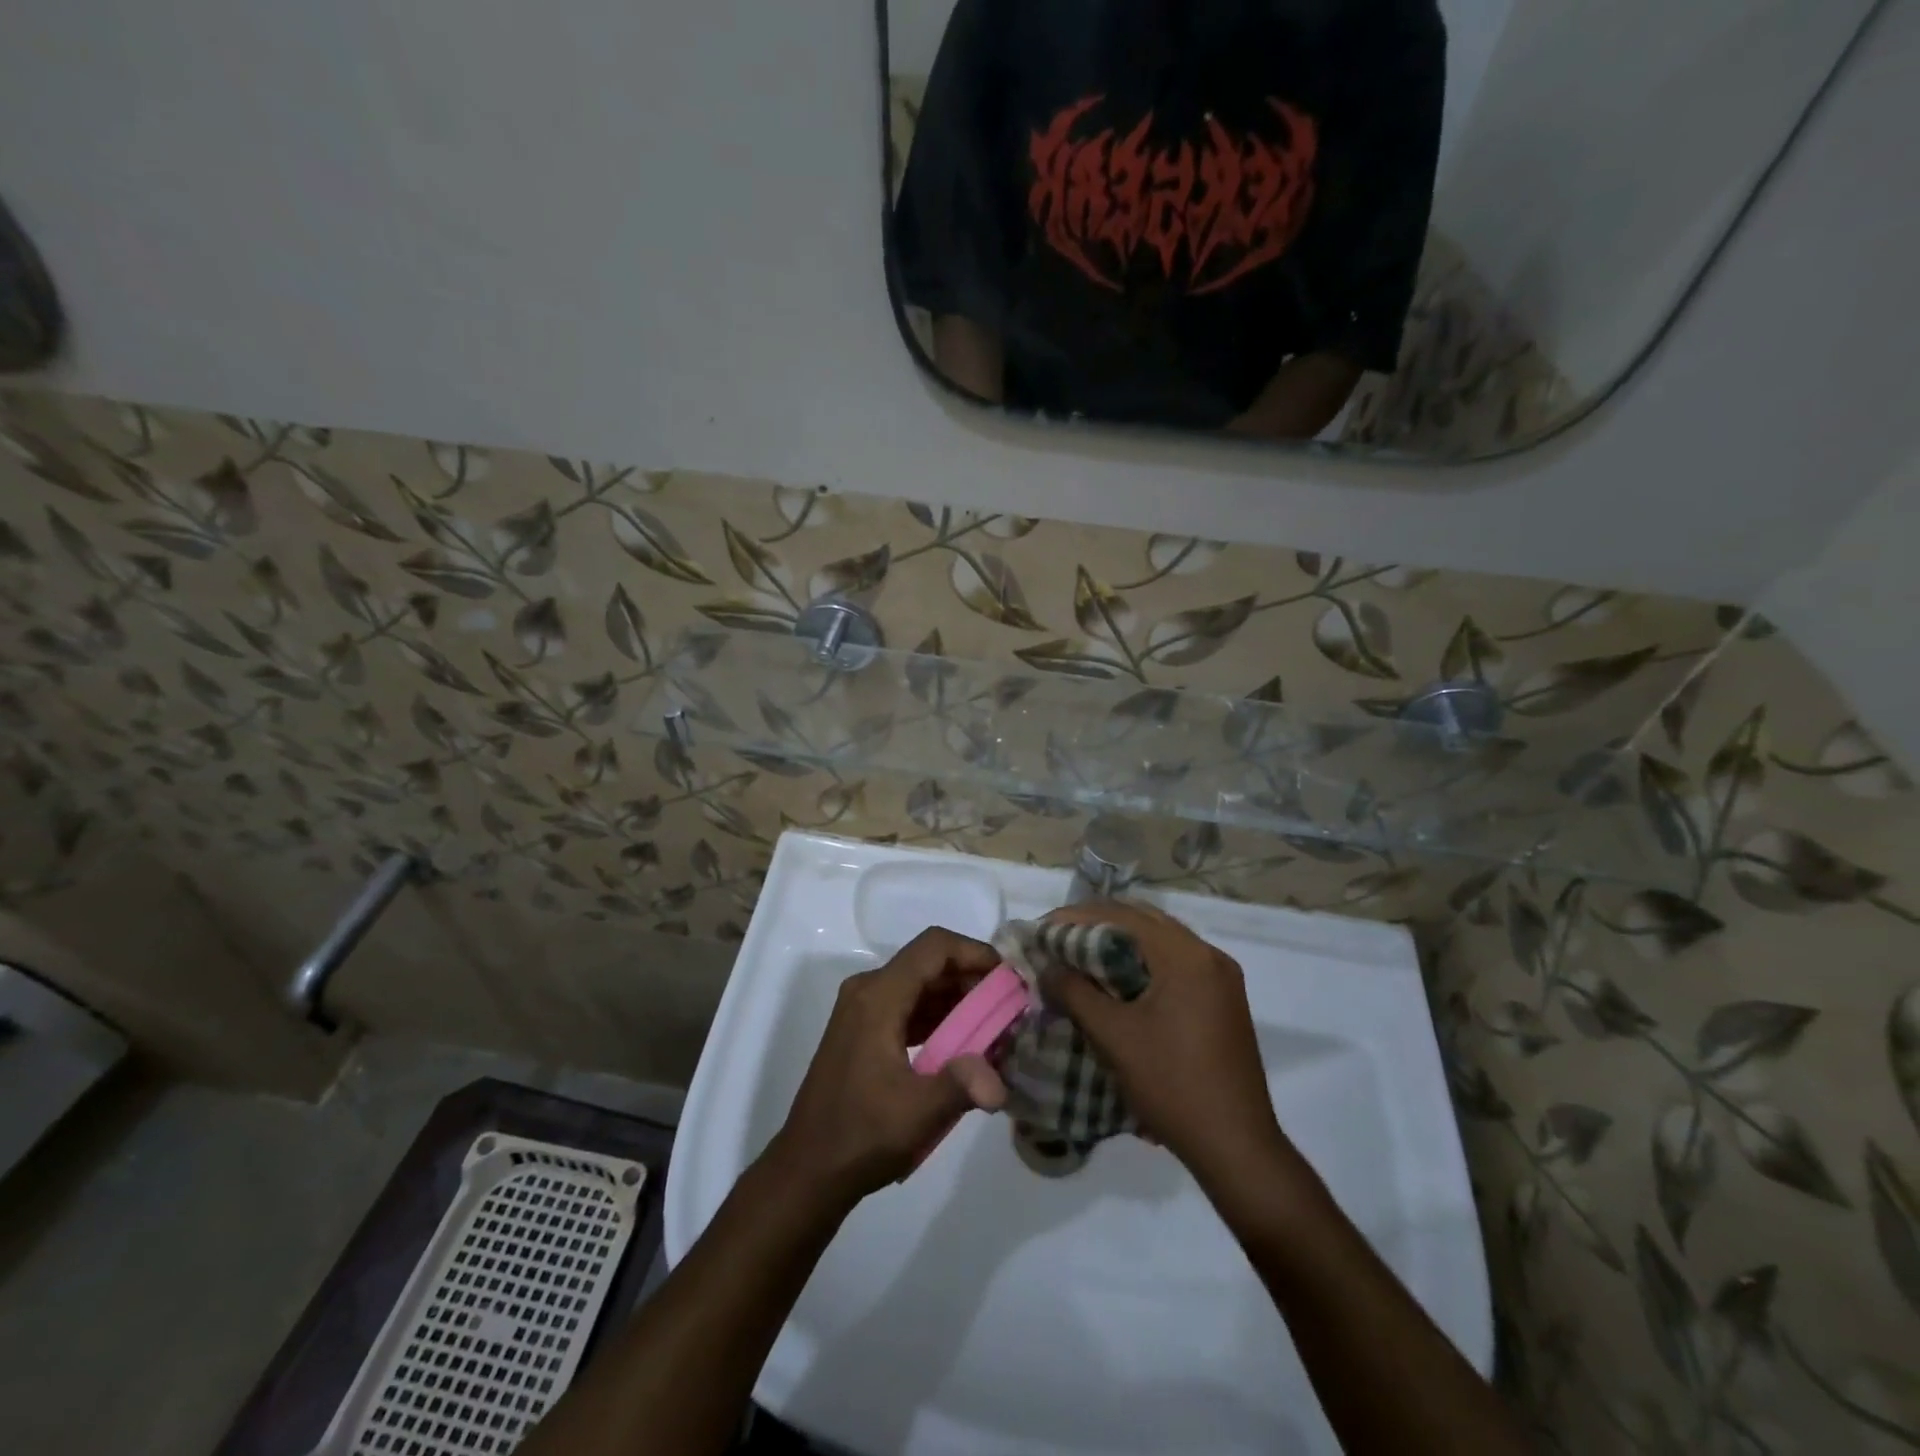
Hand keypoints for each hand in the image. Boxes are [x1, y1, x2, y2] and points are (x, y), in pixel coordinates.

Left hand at [766, 927, 1007, 1206]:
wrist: (807, 1170)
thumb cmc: (859, 1136)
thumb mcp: (916, 1113)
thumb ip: (961, 1086)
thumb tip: (1000, 1082)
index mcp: (878, 996)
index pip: (934, 947)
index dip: (974, 952)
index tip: (1008, 978)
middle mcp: (868, 990)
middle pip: (928, 962)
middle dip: (972, 978)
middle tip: (1009, 1006)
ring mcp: (862, 1010)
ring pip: (919, 984)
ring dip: (957, 998)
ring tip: (995, 1025)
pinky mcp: (863, 1030)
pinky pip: (908, 1005)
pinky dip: (938, 1015)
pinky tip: (964, 1043)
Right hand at [1043, 901, 1284, 1185]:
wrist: (1236, 1147)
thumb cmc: (1172, 1086)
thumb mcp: (1114, 1037)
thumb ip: (1075, 993)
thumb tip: (1047, 966)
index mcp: (1186, 956)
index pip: (1123, 916)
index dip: (1076, 917)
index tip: (1042, 929)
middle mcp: (1208, 955)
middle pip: (1143, 921)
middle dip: (1097, 925)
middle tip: (1057, 938)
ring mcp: (1221, 977)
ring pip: (1160, 941)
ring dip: (1119, 943)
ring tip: (1079, 956)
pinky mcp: (1222, 1000)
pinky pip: (1174, 964)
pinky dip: (1142, 962)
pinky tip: (1115, 980)